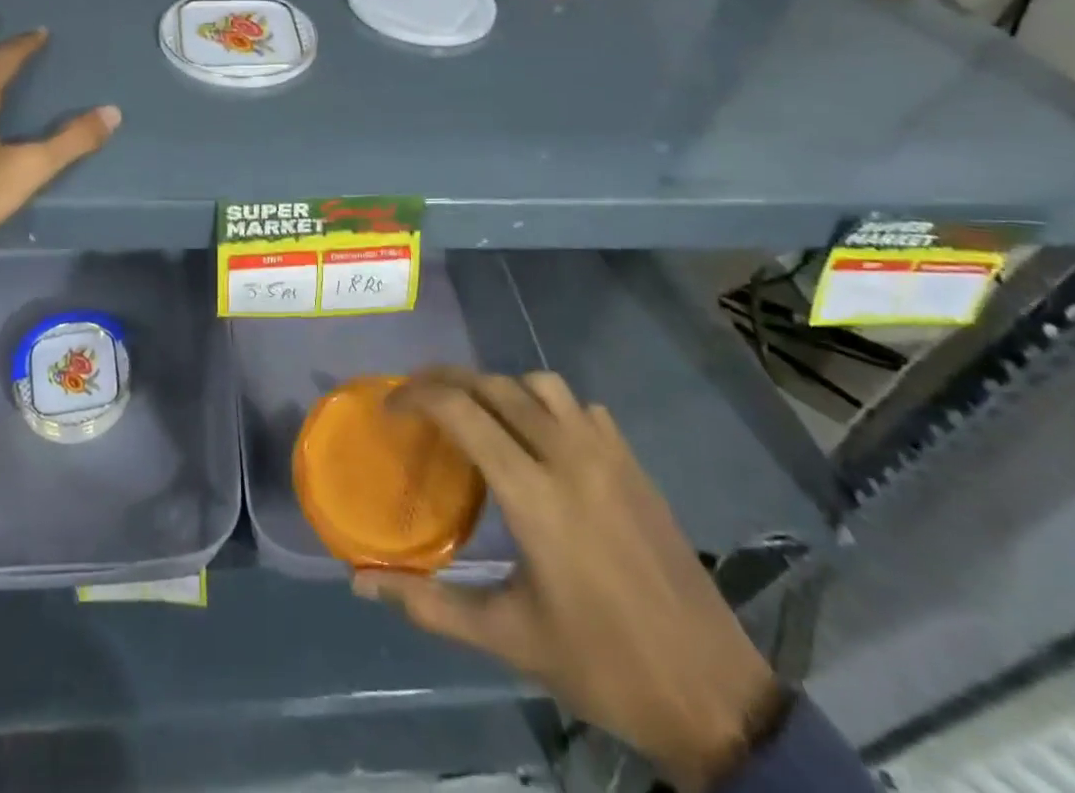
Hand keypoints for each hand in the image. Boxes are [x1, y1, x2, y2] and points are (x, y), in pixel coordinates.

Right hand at [354, 369, 781, 792]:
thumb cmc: (601, 666)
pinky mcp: (634, 464)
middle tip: (416, 399)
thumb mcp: (508, 638)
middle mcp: (568, 457)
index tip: (389, 408)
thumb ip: (429, 604)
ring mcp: (608, 454)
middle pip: (494, 385)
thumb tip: (361, 583)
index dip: (416, 397)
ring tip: (476, 414)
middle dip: (446, 380)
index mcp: (533, 495)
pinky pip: (580, 407)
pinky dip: (547, 405)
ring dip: (499, 387)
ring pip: (540, 384)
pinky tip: (539, 438)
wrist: (713, 694)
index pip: (461, 411)